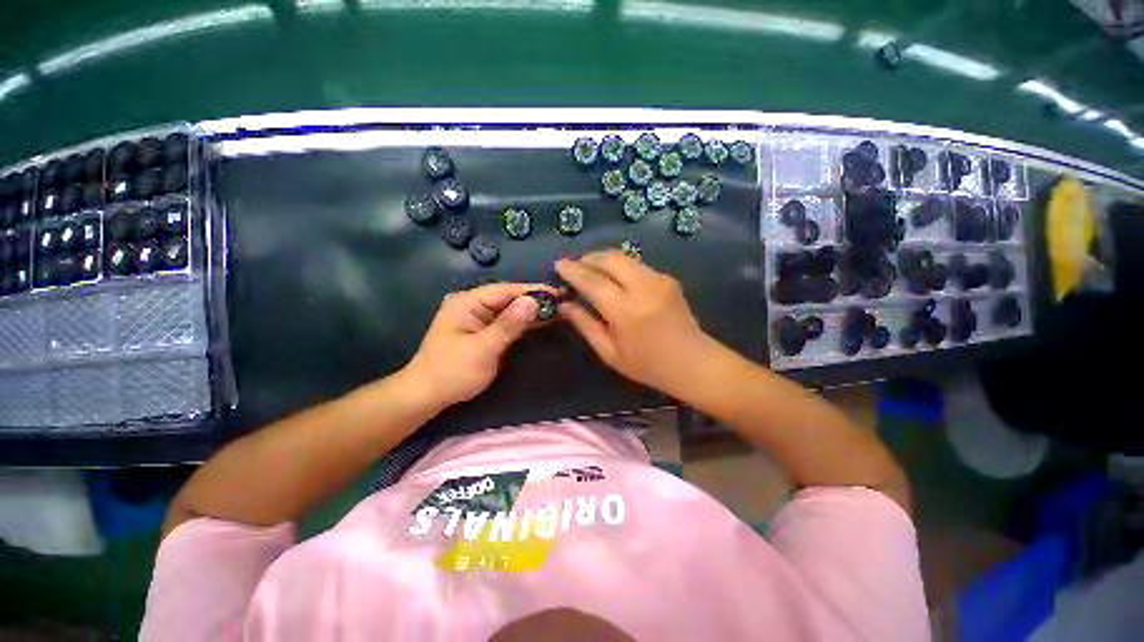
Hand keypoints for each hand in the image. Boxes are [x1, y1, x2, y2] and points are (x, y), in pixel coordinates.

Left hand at [401, 283, 553, 408]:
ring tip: (558, 310)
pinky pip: (506, 321)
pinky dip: (523, 322)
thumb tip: (533, 301)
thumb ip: (508, 324)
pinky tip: (541, 322)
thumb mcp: (483, 349)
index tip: (558, 293)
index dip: (533, 291)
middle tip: (563, 302)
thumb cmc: (452, 372)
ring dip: (531, 311)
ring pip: (509, 309)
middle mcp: (472, 304)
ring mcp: (477, 317)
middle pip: (509, 297)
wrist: (427, 395)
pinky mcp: (482, 330)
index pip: (506, 290)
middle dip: (535, 300)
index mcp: (468, 302)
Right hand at [555, 251, 715, 396]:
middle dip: (588, 258)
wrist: (693, 363)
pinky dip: (620, 266)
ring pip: (624, 257)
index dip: (573, 270)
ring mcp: (659, 279)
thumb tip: (564, 304)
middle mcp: (643, 288)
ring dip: (603, 259)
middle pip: (610, 258)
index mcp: (626, 311)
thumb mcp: (609, 352)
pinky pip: (637, 264)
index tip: (559, 264)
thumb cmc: (647, 365)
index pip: (592, 281)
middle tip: (575, 267)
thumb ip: (585, 324)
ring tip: (591, 270)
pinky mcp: (668, 278)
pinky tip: (614, 279)